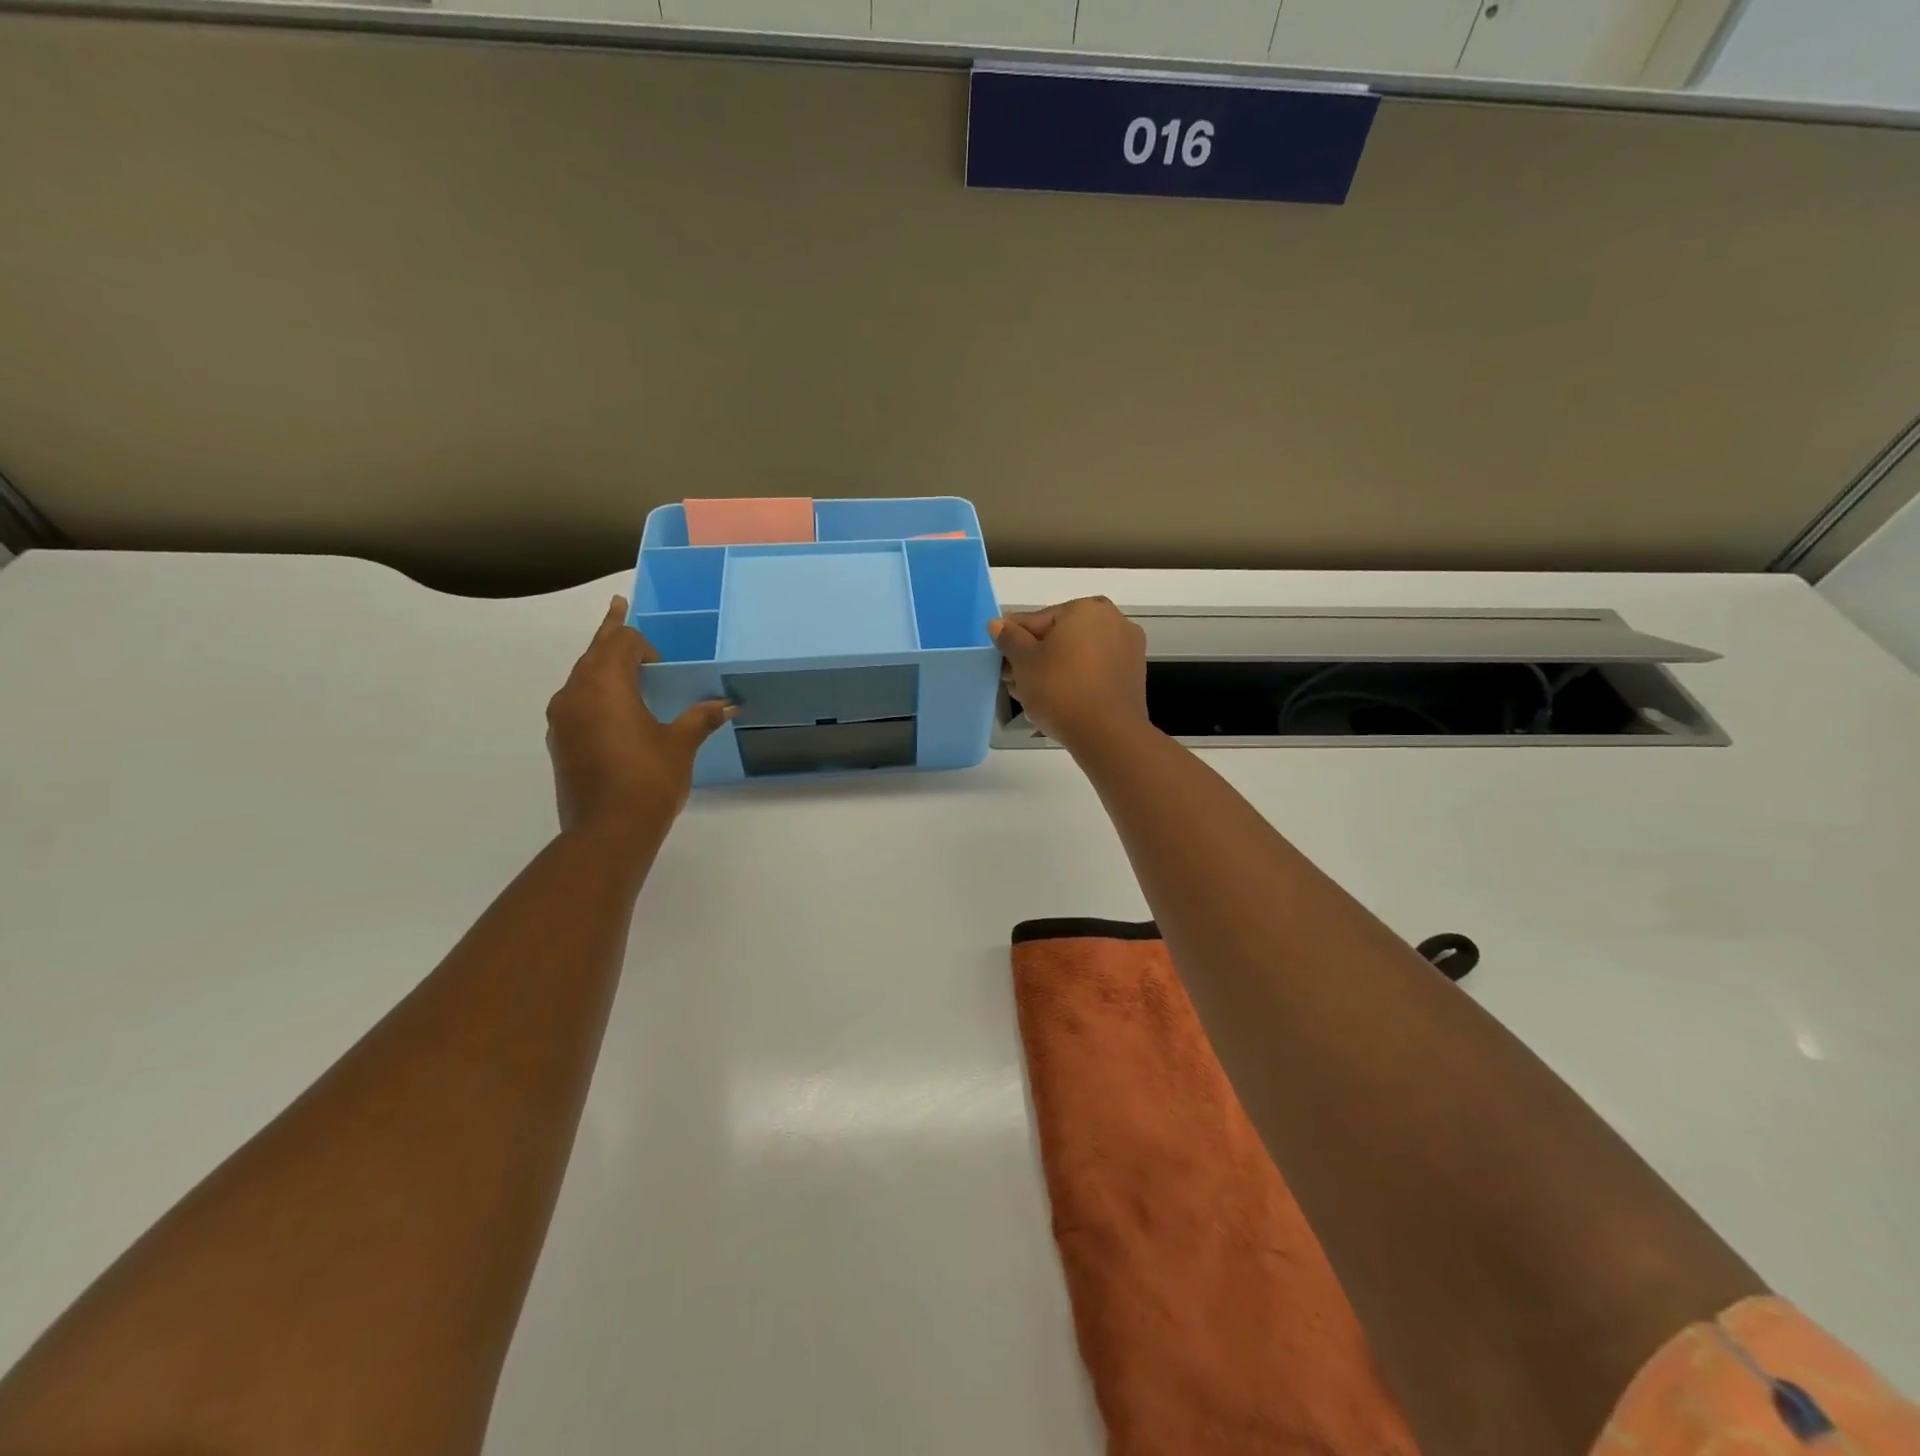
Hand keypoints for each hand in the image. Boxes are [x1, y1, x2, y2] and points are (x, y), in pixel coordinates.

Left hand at [546, 596, 734, 837]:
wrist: (608, 831)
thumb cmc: (649, 778)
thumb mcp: (680, 744)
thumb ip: (700, 718)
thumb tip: (726, 704)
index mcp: (604, 685)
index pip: (619, 642)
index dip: (641, 641)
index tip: (662, 660)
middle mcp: (575, 694)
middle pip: (593, 652)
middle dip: (611, 633)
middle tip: (619, 607)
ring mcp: (562, 720)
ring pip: (581, 677)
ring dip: (601, 666)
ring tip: (623, 667)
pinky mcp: (560, 743)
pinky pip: (577, 703)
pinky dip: (595, 694)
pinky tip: (615, 712)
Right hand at [990, 597, 1149, 754]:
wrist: (1107, 734)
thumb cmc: (1060, 689)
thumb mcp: (1024, 662)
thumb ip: (1009, 638)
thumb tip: (997, 623)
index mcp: (1086, 608)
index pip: (1036, 620)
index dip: (1013, 640)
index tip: (999, 661)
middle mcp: (1113, 621)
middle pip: (1059, 637)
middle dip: (1033, 657)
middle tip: (1012, 680)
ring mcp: (1126, 650)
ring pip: (1076, 655)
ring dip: (1050, 670)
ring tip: (1028, 694)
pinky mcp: (1131, 677)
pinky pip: (1093, 672)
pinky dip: (1073, 680)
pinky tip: (1054, 700)